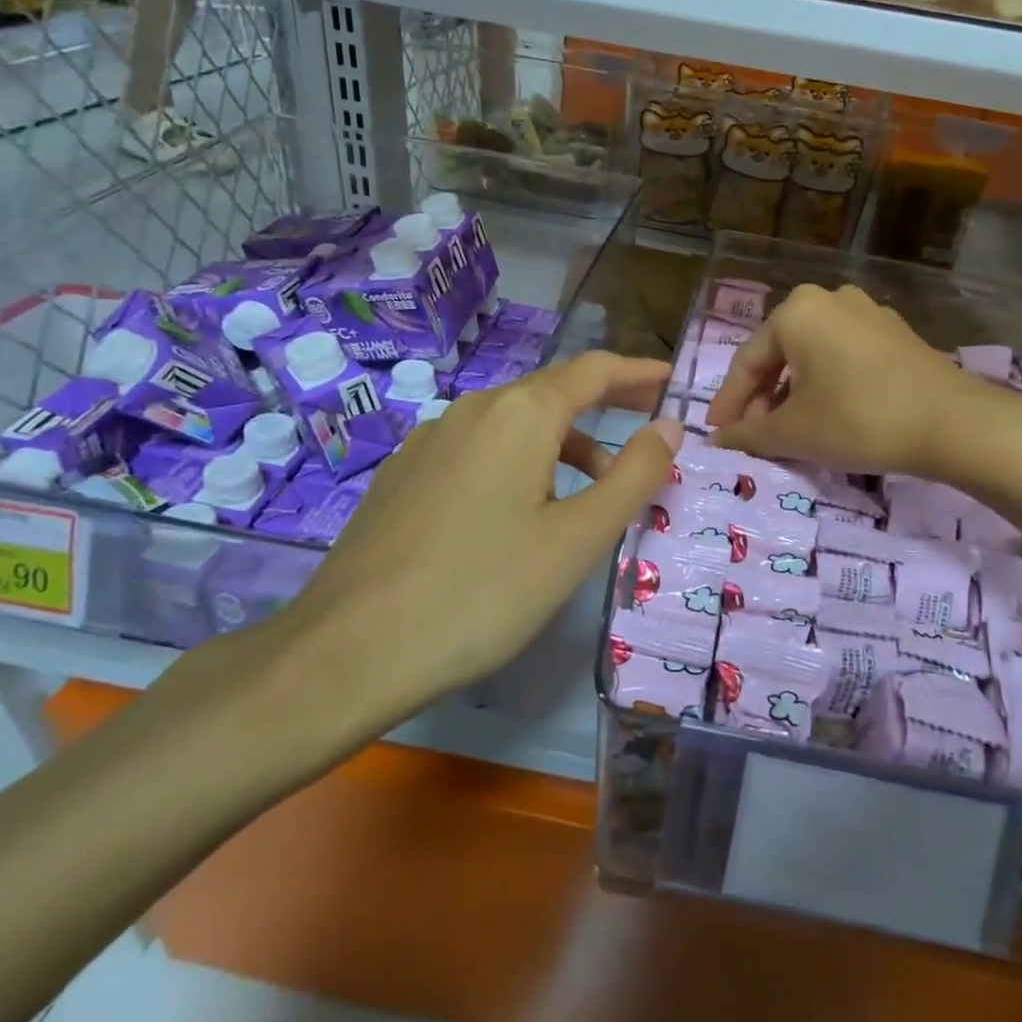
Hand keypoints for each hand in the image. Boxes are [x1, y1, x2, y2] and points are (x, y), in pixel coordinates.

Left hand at [268, 351, 682, 757]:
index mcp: (521, 413)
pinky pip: (479, 447)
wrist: (348, 650)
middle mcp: (473, 408)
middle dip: (607, 402)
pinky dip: (521, 459)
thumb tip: (669, 426)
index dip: (639, 373)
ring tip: (594, 488)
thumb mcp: (578, 539)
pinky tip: (520, 508)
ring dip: (565, 441)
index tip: (673, 382)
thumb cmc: (483, 592)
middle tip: (649, 423)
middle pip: (554, 390)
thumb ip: (633, 476)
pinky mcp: (404, 472)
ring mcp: (430, 438)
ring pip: (515, 422)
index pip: (595, 370)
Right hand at [705, 284, 987, 476]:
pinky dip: (827, 384)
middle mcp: (829, 299)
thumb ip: (748, 435)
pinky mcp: (896, 333)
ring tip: (790, 429)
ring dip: (794, 392)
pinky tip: (829, 414)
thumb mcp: (794, 432)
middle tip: (754, 435)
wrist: (952, 423)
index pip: (748, 361)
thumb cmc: (858, 419)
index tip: (717, 433)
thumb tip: (718, 440)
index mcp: (796, 311)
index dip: (729, 402)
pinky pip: (845, 356)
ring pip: (813, 355)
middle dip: (763, 398)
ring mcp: (868, 312)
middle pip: (781, 354)